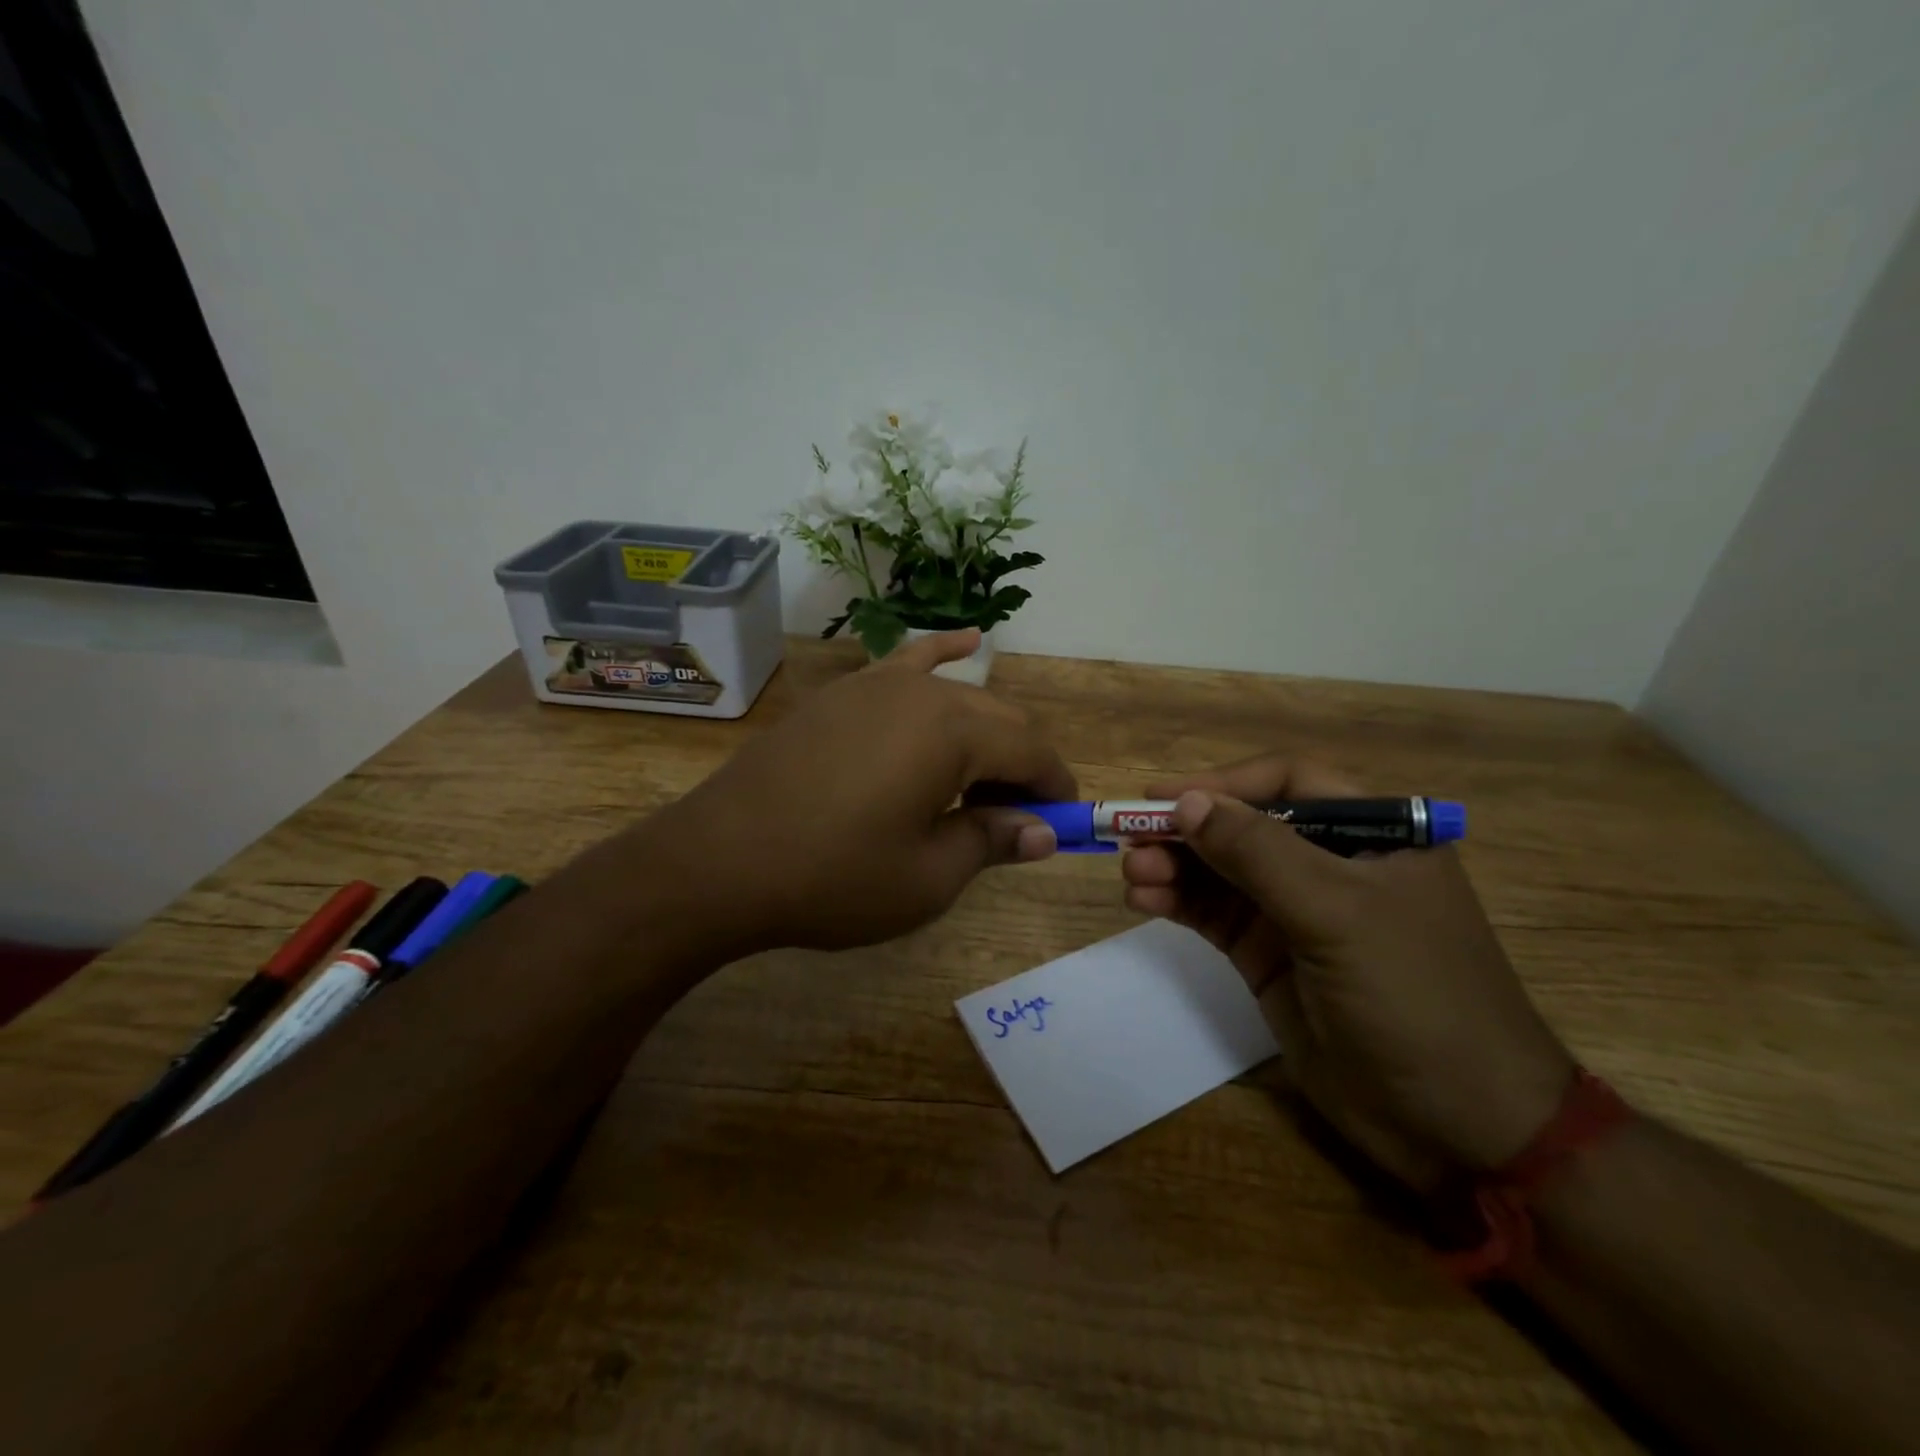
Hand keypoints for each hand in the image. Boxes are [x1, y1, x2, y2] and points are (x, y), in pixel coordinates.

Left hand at [636, 629, 1073, 958]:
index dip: (1054, 787)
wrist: (720, 862)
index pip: (1030, 749)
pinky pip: (903, 664)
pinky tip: (968, 642)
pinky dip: (941, 654)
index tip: (1062, 822)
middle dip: (1021, 765)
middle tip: (1018, 818)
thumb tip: (1040, 831)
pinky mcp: (841, 695)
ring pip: (956, 697)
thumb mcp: (927, 877)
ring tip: (987, 776)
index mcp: (953, 732)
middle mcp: (921, 693)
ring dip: (984, 733)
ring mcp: (875, 685)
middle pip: (998, 718)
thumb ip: (991, 841)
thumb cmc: (833, 878)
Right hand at [1121, 757, 1573, 1182]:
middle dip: (1188, 831)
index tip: (1164, 799)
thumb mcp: (1339, 914)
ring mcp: (1296, 912)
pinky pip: (1213, 913)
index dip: (1224, 784)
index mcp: (1373, 834)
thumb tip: (1187, 802)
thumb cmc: (1416, 998)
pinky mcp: (1268, 955)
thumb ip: (1259, 854)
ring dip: (1173, 866)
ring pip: (1220, 870)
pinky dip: (1176, 902)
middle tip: (1132, 841)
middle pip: (1243, 826)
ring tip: (1133, 874)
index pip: (1287, 783)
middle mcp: (1331, 863)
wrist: (1456, 1127)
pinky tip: (1143, 900)